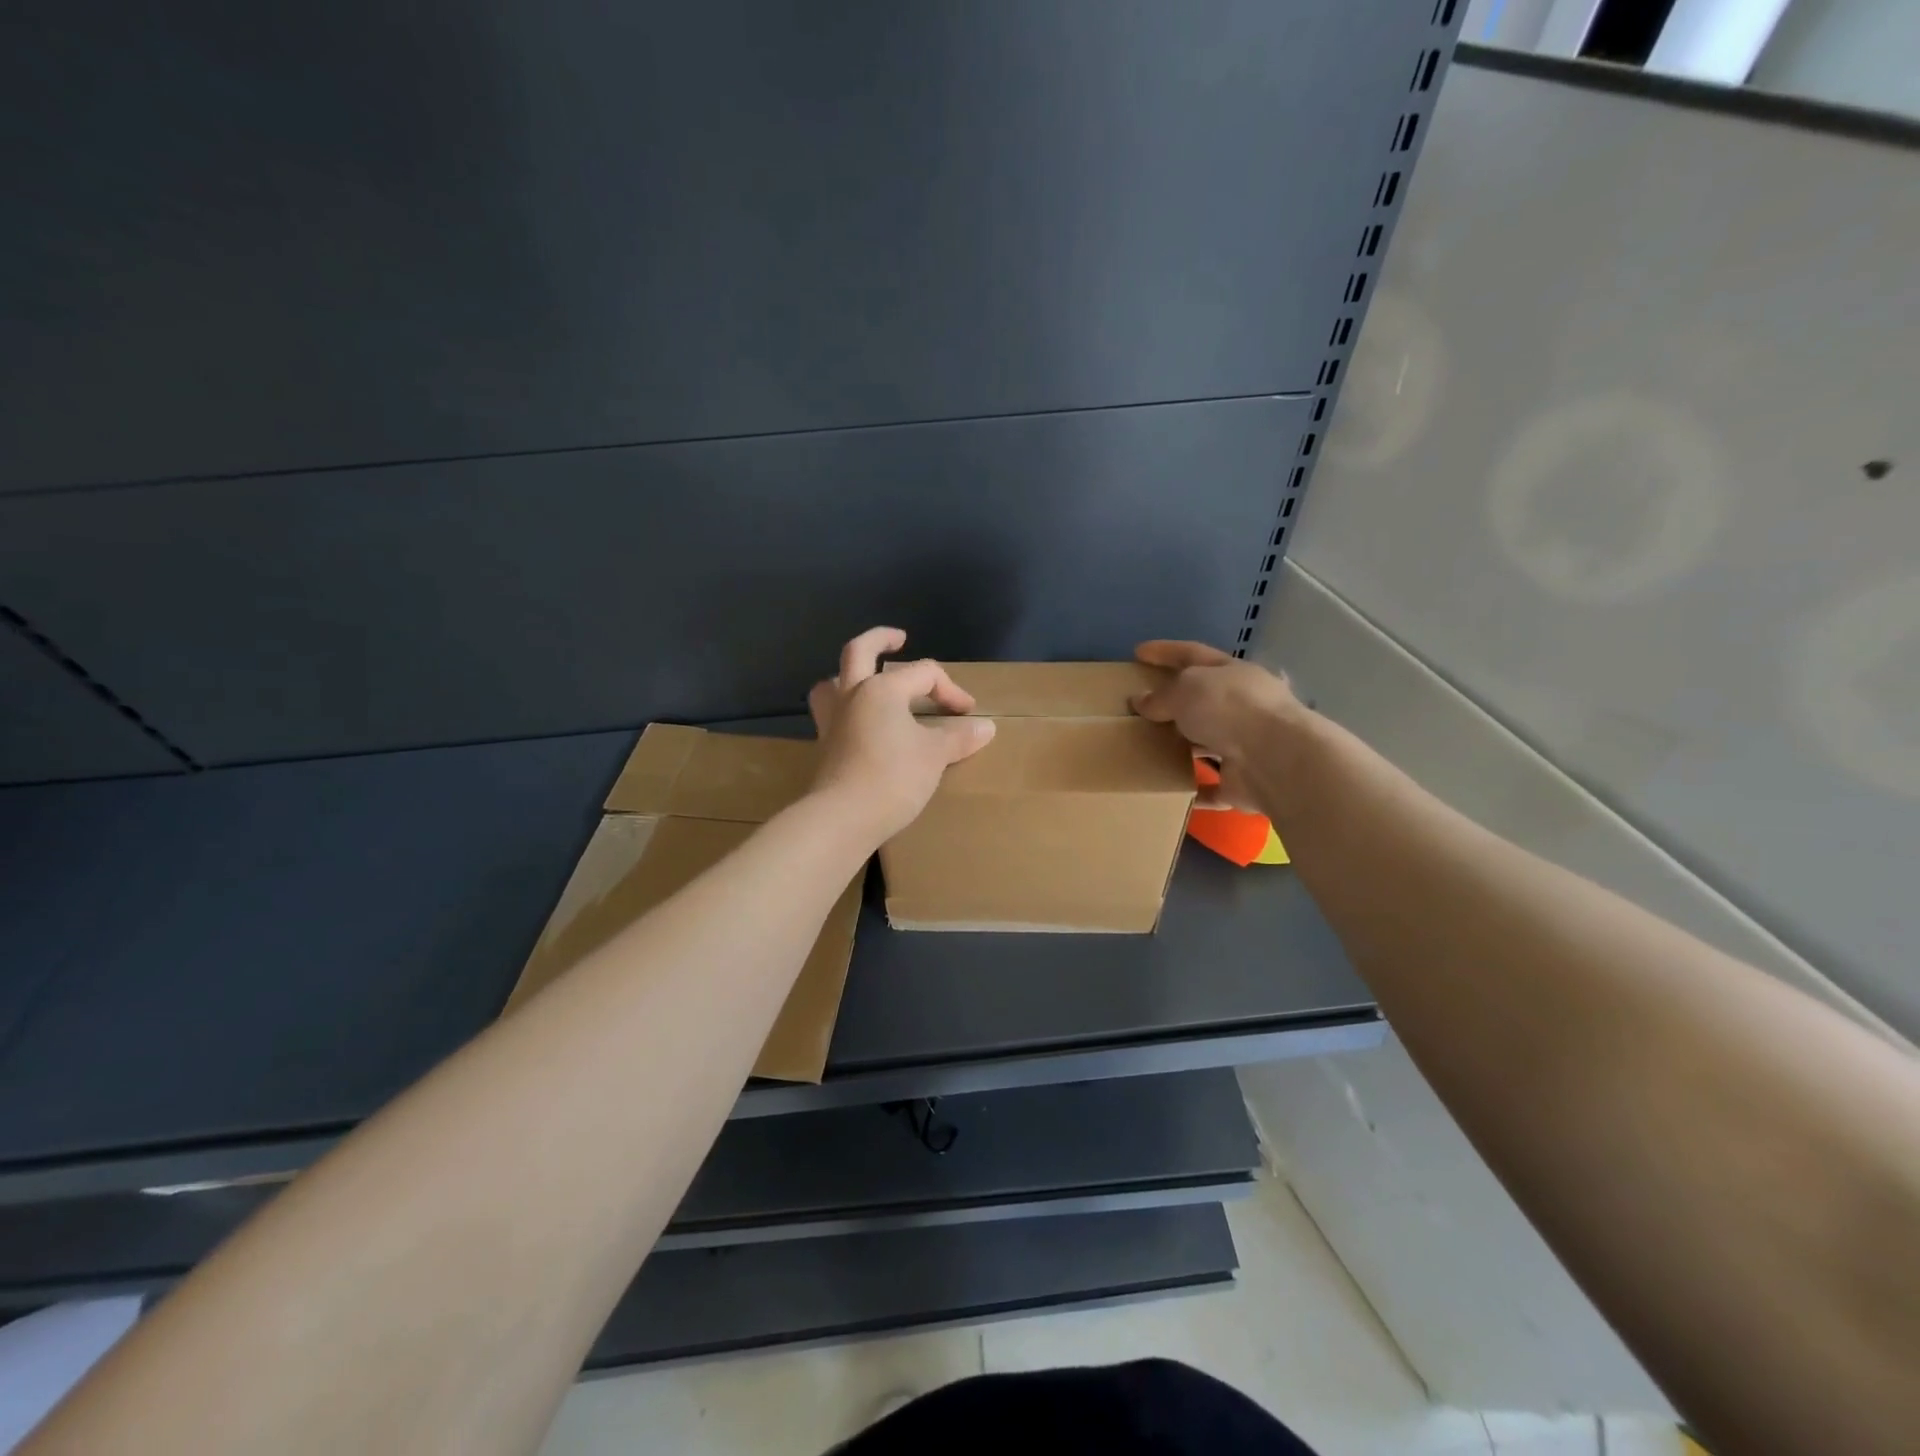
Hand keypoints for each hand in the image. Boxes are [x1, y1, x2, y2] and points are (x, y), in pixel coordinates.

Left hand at [808, 628, 996, 842]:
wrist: (843, 817)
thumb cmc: (894, 777)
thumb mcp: (935, 756)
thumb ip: (959, 737)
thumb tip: (986, 727)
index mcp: (882, 689)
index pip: (924, 674)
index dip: (950, 689)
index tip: (967, 713)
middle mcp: (852, 695)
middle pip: (859, 651)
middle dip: (880, 640)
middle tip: (898, 639)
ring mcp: (833, 720)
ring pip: (832, 682)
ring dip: (847, 675)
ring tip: (864, 681)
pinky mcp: (825, 746)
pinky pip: (832, 714)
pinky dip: (845, 710)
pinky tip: (859, 725)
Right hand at [1129, 640, 1304, 811]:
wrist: (1275, 759)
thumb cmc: (1229, 708)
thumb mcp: (1185, 690)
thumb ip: (1161, 696)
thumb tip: (1141, 701)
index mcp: (1232, 673)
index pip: (1192, 654)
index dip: (1165, 651)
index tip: (1138, 652)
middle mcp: (1242, 706)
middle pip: (1203, 701)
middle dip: (1174, 703)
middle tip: (1142, 708)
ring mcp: (1246, 745)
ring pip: (1208, 743)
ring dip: (1183, 746)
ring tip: (1147, 748)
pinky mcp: (1243, 782)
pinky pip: (1212, 786)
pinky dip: (1194, 788)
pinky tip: (1170, 789)